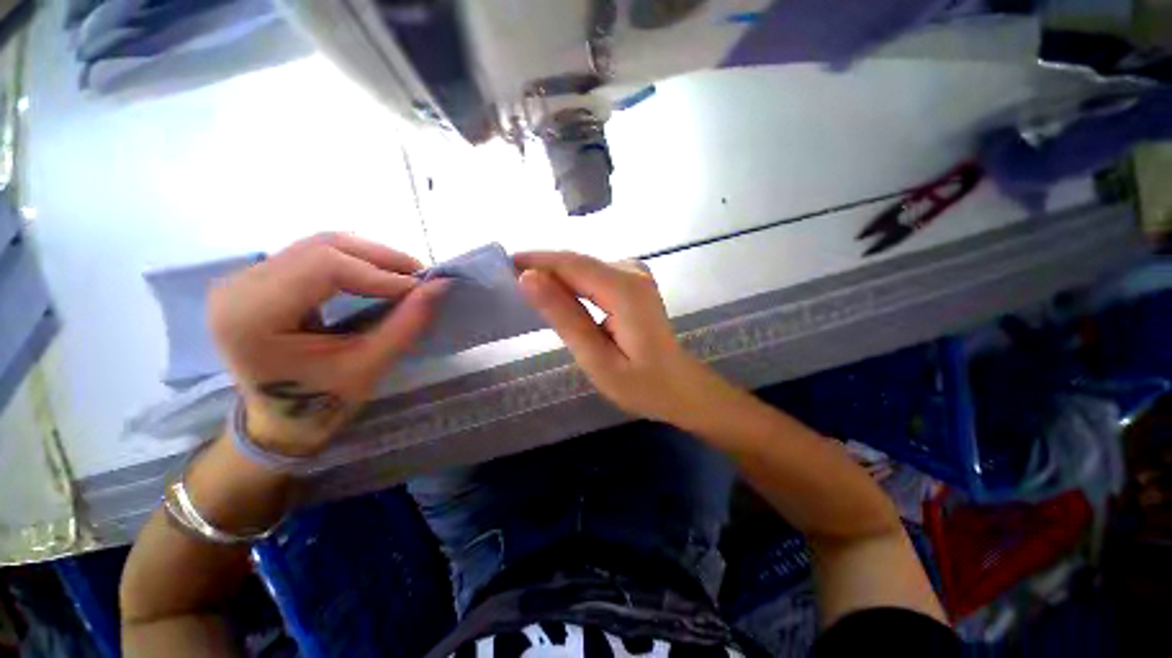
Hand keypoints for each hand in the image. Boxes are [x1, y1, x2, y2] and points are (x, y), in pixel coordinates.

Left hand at [208, 233, 444, 456]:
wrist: (282, 419)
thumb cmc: (322, 402)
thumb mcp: (370, 365)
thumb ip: (407, 322)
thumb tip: (442, 284)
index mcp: (251, 316)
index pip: (323, 266)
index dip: (379, 272)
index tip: (420, 288)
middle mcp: (238, 286)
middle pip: (321, 247)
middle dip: (380, 258)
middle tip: (420, 276)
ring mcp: (244, 278)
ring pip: (320, 245)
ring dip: (370, 256)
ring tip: (405, 276)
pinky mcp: (259, 278)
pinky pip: (314, 254)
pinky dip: (355, 260)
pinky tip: (378, 276)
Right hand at [515, 251, 739, 428]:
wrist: (679, 386)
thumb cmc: (641, 384)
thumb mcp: (597, 359)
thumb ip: (564, 317)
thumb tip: (528, 279)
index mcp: (625, 290)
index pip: (571, 264)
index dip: (535, 261)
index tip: (500, 267)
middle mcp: (632, 272)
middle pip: (577, 262)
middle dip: (541, 268)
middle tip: (505, 281)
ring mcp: (635, 274)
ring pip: (583, 267)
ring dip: (554, 276)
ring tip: (524, 291)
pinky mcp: (633, 282)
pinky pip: (594, 275)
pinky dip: (571, 283)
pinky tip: (556, 296)